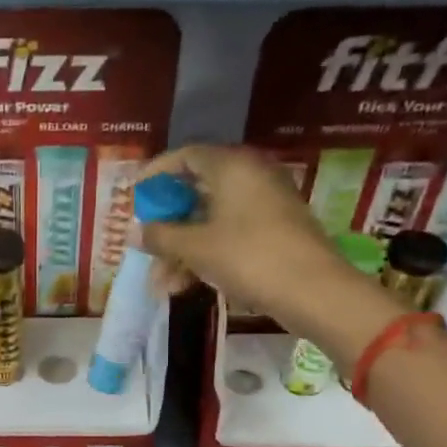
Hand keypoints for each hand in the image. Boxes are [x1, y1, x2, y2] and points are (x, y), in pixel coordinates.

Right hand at [136, 143, 401, 365]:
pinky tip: (185, 286)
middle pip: (196, 192)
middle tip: (145, 248)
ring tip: (162, 286)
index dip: (156, 174)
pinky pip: (228, 235)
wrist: (313, 291)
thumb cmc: (249, 257)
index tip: (135, 198)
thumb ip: (161, 237)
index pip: (185, 155)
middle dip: (167, 226)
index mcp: (232, 166)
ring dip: (182, 250)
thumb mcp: (196, 248)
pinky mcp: (273, 231)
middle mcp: (249, 176)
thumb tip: (133, 233)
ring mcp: (264, 205)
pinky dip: (205, 256)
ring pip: (210, 220)